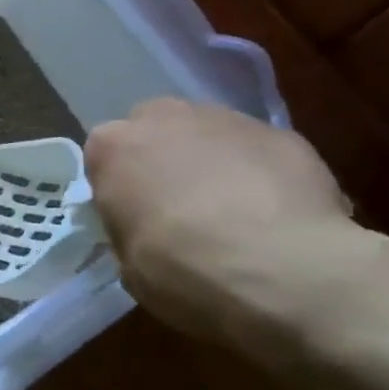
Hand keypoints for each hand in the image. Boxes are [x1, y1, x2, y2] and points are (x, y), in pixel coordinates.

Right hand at [84, 98, 356, 358]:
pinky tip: (277, 217)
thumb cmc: (184, 271)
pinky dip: (262, 176)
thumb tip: (146, 229)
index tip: (135, 219)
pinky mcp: (282, 133)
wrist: (283, 270)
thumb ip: (130, 232)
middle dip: (164, 160)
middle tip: (180, 208)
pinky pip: (259, 152)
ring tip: (236, 214)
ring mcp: (226, 119)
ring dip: (213, 163)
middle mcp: (163, 118)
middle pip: (155, 131)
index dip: (121, 188)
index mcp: (113, 147)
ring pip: (209, 135)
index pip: (105, 157)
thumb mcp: (130, 267)